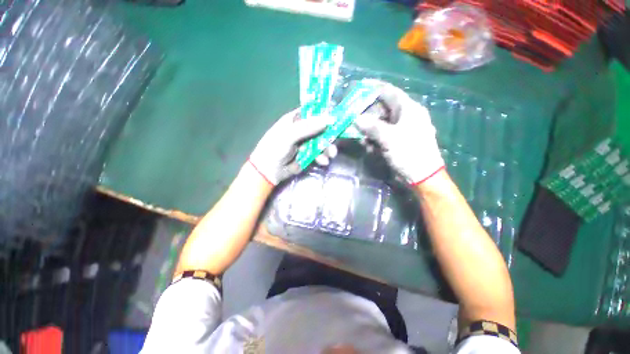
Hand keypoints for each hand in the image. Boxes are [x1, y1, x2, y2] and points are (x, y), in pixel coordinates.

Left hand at [249, 109, 337, 184]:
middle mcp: (301, 130)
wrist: (269, 171)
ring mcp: (305, 143)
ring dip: (327, 148)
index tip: (336, 119)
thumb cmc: (275, 148)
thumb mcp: (289, 135)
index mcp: (295, 120)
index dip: (324, 115)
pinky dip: (322, 157)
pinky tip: (323, 162)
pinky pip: (319, 153)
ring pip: (321, 142)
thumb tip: (329, 119)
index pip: (312, 113)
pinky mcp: (308, 155)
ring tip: (331, 155)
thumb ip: (308, 127)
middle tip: (335, 141)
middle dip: (329, 135)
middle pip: (320, 128)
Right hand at [354, 80, 443, 184]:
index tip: (360, 86)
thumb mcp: (390, 138)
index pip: (390, 92)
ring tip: (361, 139)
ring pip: (380, 124)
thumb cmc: (410, 153)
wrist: (422, 176)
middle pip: (382, 110)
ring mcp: (400, 130)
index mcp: (408, 109)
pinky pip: (382, 136)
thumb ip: (372, 127)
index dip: (375, 88)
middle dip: (367, 116)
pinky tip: (369, 148)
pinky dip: (374, 140)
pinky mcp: (397, 141)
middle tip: (353, 119)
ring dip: (369, 131)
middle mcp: (405, 117)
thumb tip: (356, 119)